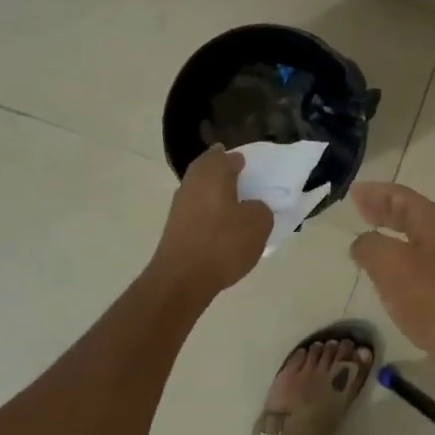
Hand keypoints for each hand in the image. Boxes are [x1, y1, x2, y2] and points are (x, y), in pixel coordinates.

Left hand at [149, 148, 271, 298]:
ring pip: (201, 191)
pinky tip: (222, 227)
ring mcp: (179, 206)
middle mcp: (192, 182)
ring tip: (236, 207)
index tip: (251, 167)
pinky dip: (209, 213)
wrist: (182, 279)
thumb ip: (260, 208)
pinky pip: (196, 211)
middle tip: (244, 183)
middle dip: (224, 174)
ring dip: (216, 195)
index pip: (226, 156)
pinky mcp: (175, 228)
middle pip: (208, 170)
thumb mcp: (258, 223)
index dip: (239, 160)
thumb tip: (251, 207)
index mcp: (212, 172)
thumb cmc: (223, 243)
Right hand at [349, 182, 434, 374]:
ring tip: (370, 239)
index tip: (353, 193)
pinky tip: (392, 276)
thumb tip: (363, 242)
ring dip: (393, 235)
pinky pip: (422, 263)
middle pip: (411, 214)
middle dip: (384, 210)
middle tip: (359, 209)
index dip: (375, 192)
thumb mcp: (392, 267)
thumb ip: (370, 247)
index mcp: (434, 222)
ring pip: (417, 239)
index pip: (401, 196)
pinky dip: (402, 259)